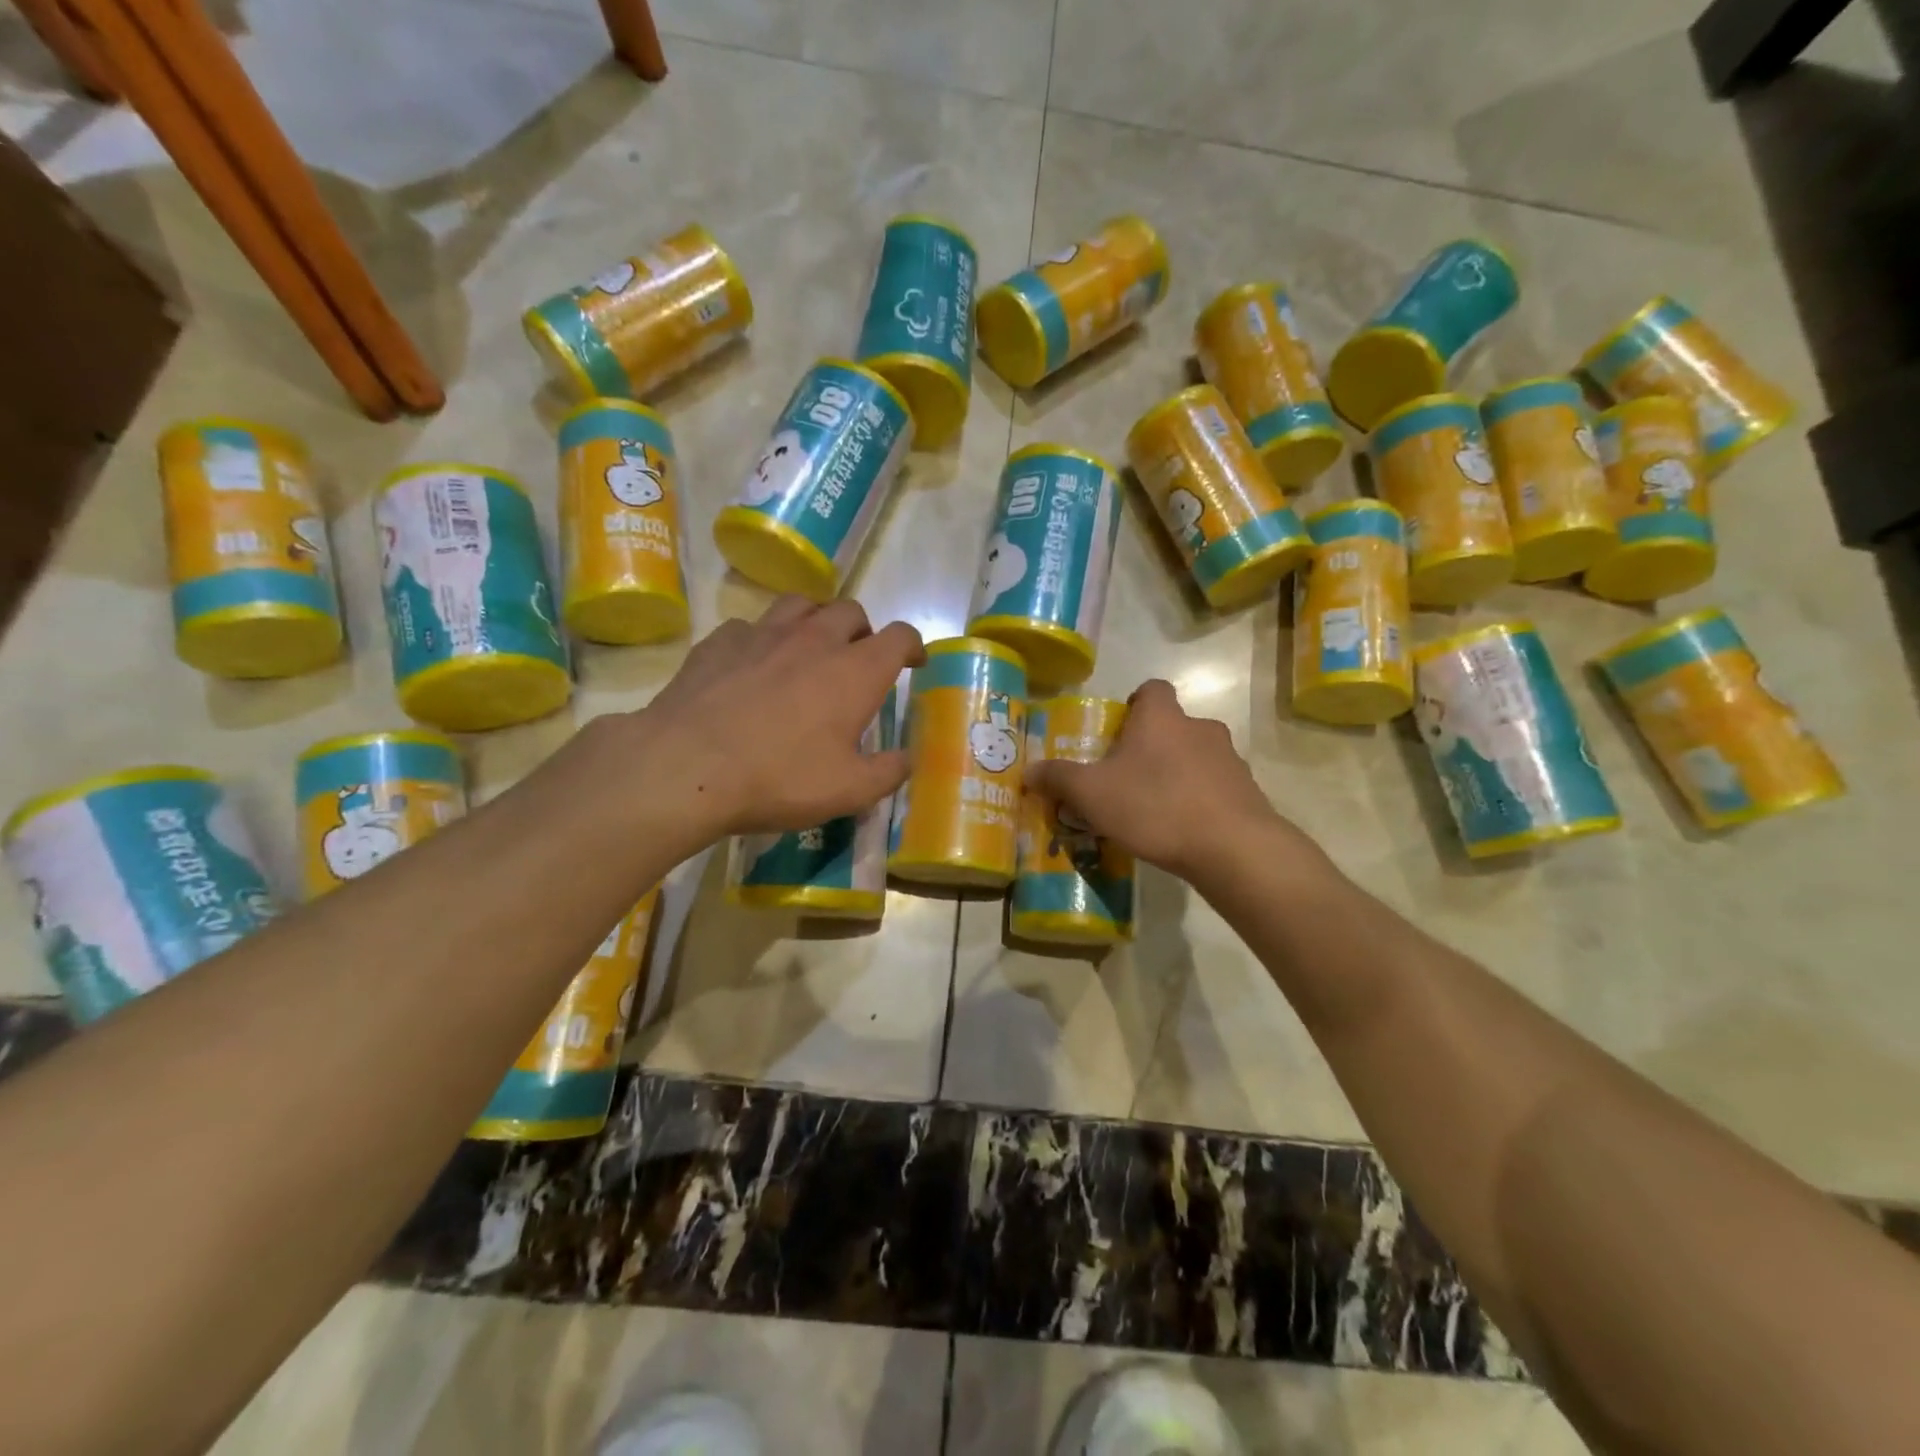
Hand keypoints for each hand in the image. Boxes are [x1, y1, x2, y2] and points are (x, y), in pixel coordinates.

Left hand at [629, 596, 922, 841]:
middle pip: (851, 611)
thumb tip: (908, 758)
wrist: (687, 766)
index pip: (900, 636)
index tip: (913, 661)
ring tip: (809, 649)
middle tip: (857, 662)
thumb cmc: (780, 778)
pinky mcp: (721, 641)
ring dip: (815, 622)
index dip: (912, 645)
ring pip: (801, 605)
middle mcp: (815, 639)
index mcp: (855, 671)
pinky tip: (753, 664)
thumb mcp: (849, 791)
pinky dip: (763, 639)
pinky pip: (751, 626)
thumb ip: (888, 772)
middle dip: (863, 632)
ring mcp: (764, 633)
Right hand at [1025, 679, 1317, 883]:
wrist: (1231, 847)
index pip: (1151, 690)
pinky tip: (1182, 829)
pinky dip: (1199, 799)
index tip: (1118, 732)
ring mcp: (1229, 759)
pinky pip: (1214, 786)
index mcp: (1161, 718)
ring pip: (1195, 756)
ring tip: (1154, 809)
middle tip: (1126, 777)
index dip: (1134, 705)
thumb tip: (1029, 770)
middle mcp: (1199, 727)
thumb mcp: (1092, 794)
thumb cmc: (1154, 806)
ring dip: (1176, 773)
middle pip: (1171, 726)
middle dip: (1150, 746)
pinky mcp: (1247, 791)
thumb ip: (1058, 778)